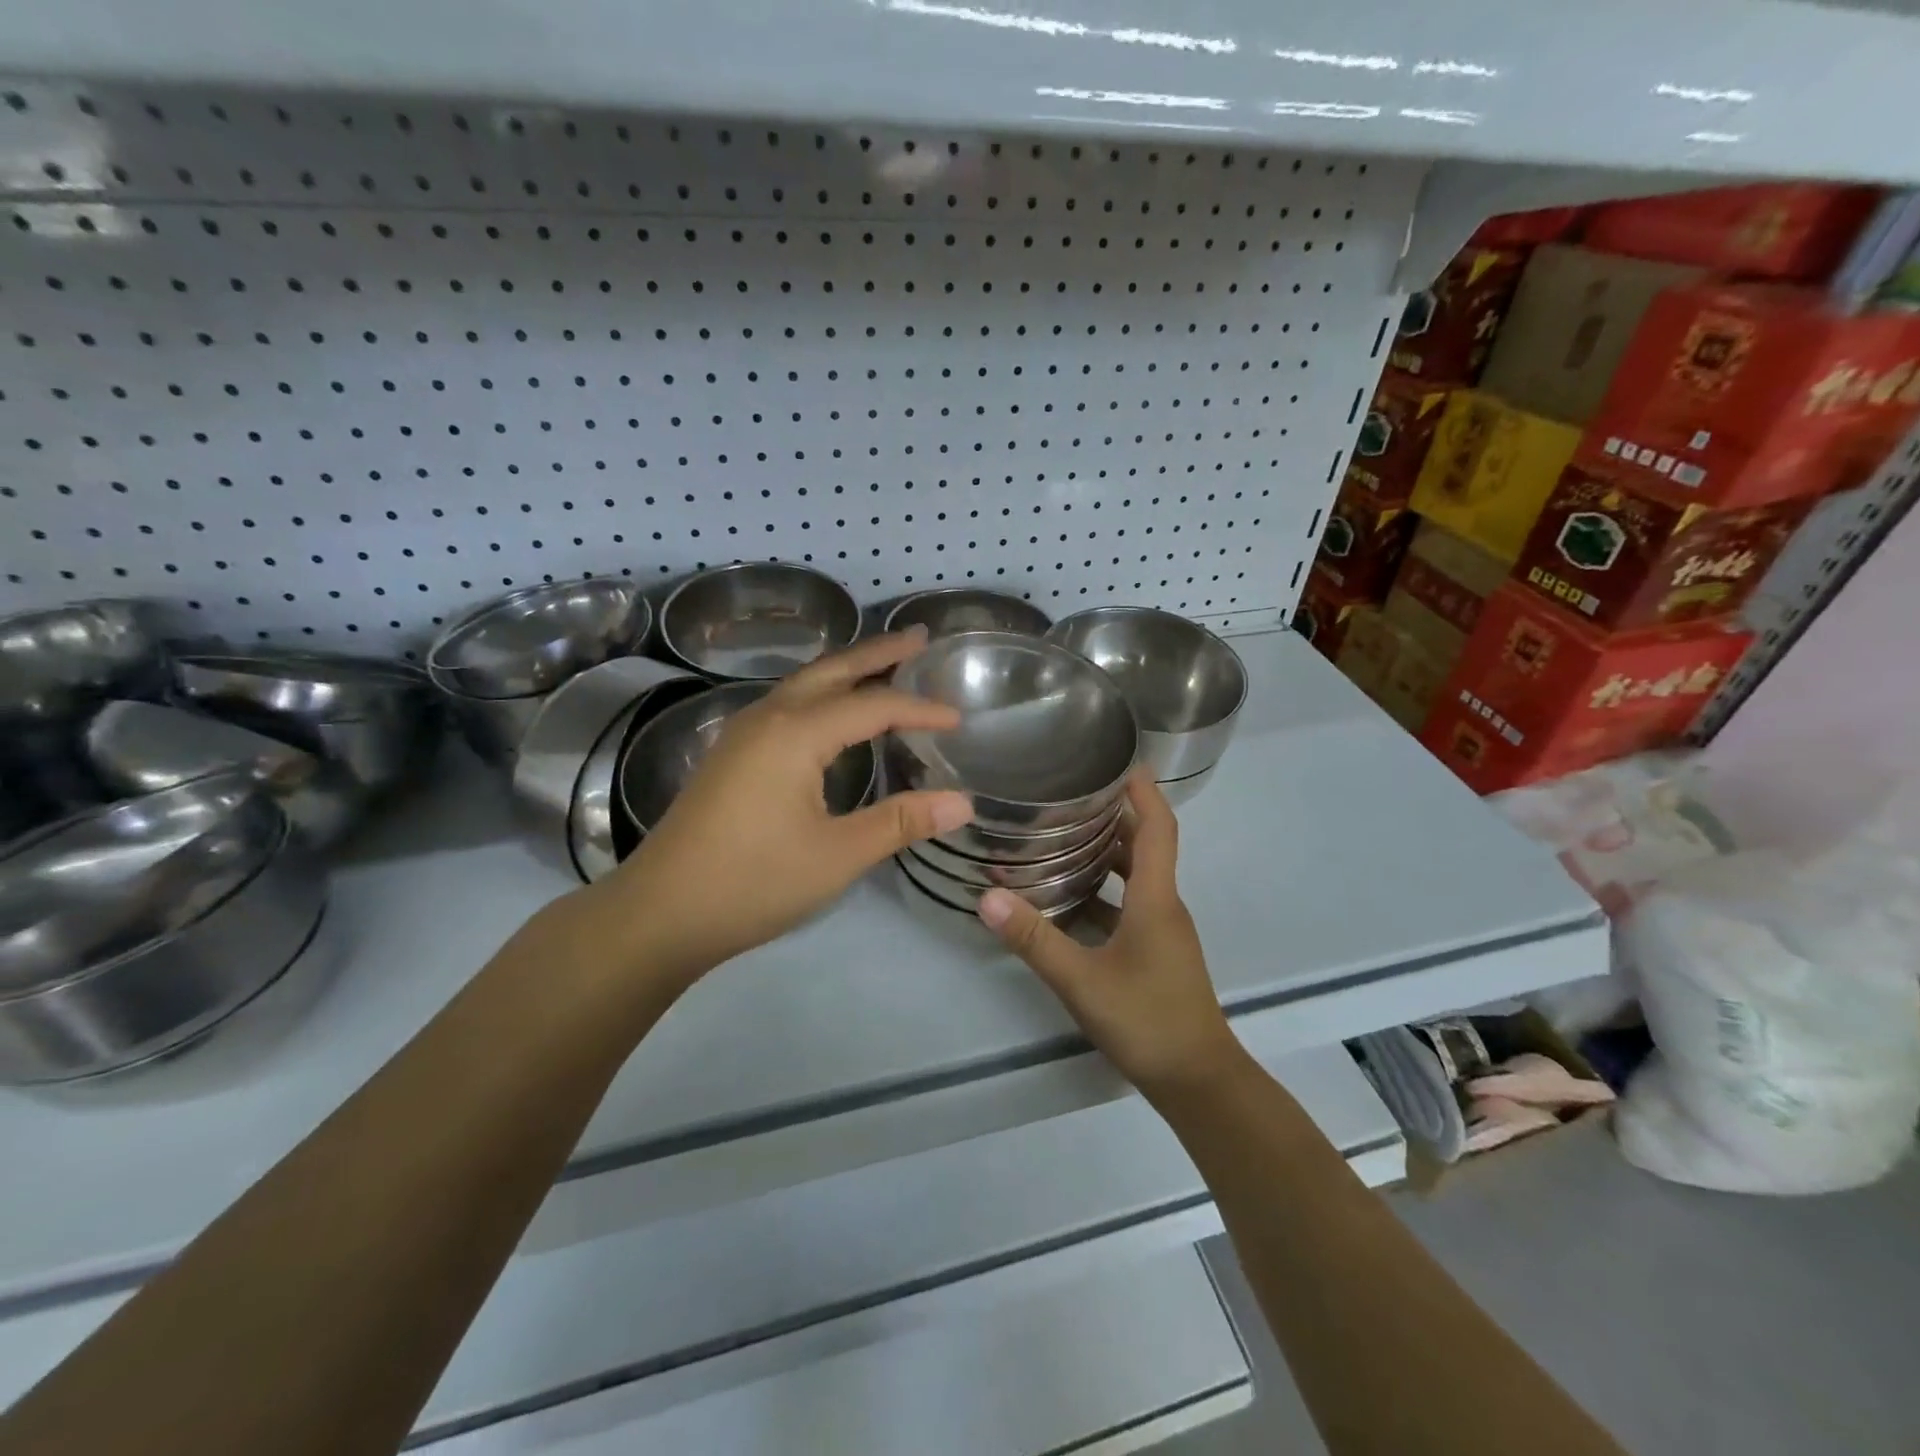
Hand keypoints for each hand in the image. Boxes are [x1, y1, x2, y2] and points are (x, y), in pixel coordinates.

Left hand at [591, 630, 973, 988]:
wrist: (660, 912)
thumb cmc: (753, 882)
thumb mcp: (837, 855)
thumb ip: (900, 822)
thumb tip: (963, 802)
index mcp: (796, 734)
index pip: (873, 706)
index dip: (920, 709)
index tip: (959, 718)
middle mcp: (768, 718)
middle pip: (833, 671)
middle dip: (878, 652)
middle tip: (920, 638)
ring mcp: (743, 733)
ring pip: (805, 684)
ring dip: (847, 669)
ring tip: (884, 664)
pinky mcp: (731, 754)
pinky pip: (787, 703)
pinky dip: (822, 693)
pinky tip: (832, 713)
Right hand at [978, 772, 1245, 1101]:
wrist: (1197, 1080)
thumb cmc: (1146, 1021)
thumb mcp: (1082, 980)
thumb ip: (1034, 938)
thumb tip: (989, 897)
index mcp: (1155, 898)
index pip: (1158, 826)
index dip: (1141, 790)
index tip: (1115, 760)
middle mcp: (1164, 904)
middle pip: (1144, 844)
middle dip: (1112, 814)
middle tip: (1067, 794)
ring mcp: (1162, 929)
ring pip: (1135, 875)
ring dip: (1104, 851)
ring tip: (1059, 835)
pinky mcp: (1155, 950)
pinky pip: (1129, 903)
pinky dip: (1102, 889)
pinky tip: (1066, 897)